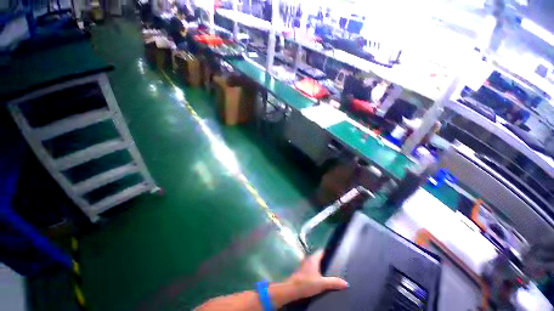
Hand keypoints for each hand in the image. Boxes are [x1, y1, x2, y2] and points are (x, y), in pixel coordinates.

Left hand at [284, 250, 348, 298]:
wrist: (293, 288)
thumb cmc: (307, 283)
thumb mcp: (322, 283)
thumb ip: (333, 282)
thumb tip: (346, 283)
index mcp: (313, 259)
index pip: (321, 251)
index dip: (327, 251)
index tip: (334, 253)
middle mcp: (308, 259)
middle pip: (318, 256)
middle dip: (325, 259)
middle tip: (333, 263)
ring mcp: (304, 264)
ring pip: (314, 262)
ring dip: (320, 264)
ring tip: (328, 269)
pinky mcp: (302, 270)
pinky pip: (311, 267)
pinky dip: (316, 269)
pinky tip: (319, 275)